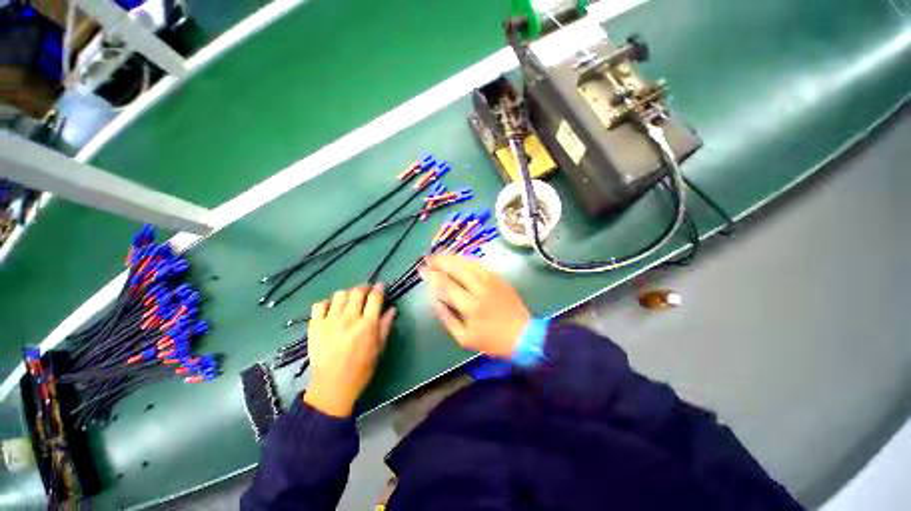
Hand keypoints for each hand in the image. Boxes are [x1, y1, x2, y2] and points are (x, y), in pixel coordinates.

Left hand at [304, 284, 395, 416]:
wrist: (332, 386)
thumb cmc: (361, 368)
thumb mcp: (379, 348)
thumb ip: (385, 325)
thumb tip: (392, 309)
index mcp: (367, 325)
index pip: (374, 298)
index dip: (378, 289)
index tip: (380, 286)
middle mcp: (349, 319)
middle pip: (357, 291)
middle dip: (364, 288)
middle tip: (366, 292)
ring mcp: (330, 321)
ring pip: (340, 295)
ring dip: (347, 294)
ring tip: (349, 301)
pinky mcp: (315, 326)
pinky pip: (320, 305)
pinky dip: (328, 303)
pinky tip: (332, 310)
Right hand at [421, 255, 529, 358]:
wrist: (523, 335)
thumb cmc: (492, 340)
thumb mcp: (464, 338)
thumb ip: (447, 319)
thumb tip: (436, 302)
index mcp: (470, 306)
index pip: (446, 285)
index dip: (432, 276)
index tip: (422, 270)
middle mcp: (480, 289)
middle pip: (457, 268)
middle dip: (440, 261)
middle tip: (429, 258)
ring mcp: (491, 281)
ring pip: (469, 263)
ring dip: (453, 257)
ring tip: (441, 255)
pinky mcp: (500, 278)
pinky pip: (481, 264)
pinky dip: (468, 259)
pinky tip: (460, 258)